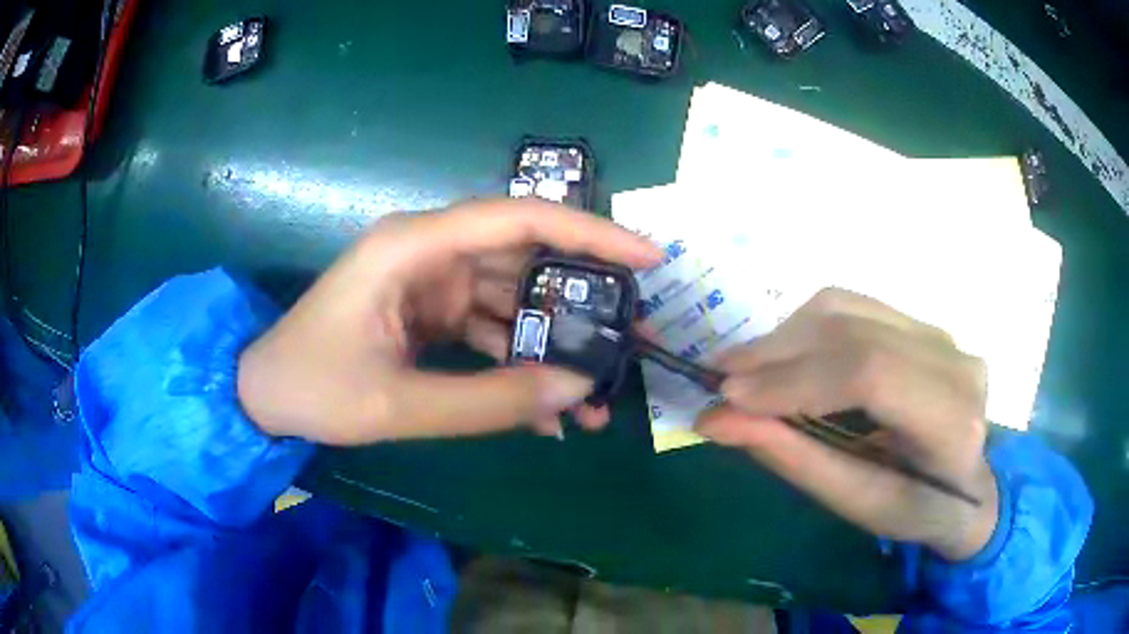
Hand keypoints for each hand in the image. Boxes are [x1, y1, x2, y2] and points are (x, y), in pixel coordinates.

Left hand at [237, 198, 660, 445]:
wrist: (264, 396)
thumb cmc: (314, 387)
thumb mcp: (399, 404)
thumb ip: (489, 401)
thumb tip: (577, 389)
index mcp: (413, 247)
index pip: (518, 219)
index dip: (590, 232)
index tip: (649, 257)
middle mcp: (429, 252)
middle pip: (526, 260)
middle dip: (583, 301)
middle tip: (635, 338)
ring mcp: (431, 283)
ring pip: (514, 302)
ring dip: (554, 346)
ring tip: (596, 398)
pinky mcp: (430, 312)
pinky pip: (490, 330)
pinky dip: (518, 364)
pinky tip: (545, 409)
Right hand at [696, 289, 997, 560]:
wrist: (966, 483)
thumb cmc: (915, 509)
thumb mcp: (857, 504)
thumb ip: (794, 459)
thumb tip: (716, 419)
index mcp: (953, 423)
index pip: (873, 374)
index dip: (798, 378)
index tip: (731, 396)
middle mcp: (954, 362)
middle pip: (854, 333)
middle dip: (778, 353)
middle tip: (720, 378)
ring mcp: (939, 333)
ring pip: (847, 309)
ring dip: (785, 336)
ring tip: (742, 368)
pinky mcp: (920, 323)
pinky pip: (852, 308)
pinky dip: (804, 328)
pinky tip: (781, 355)